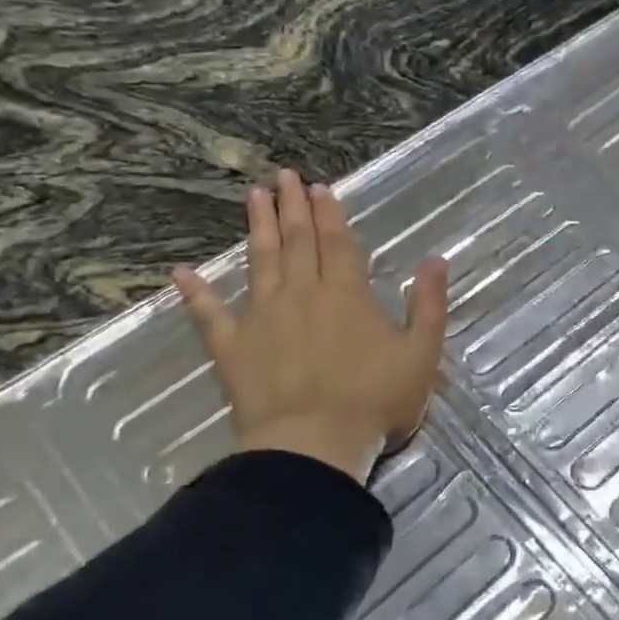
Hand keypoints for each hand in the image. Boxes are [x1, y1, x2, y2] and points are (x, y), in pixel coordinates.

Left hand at [174, 169, 447, 482]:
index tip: (319, 187)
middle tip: (284, 177)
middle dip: (292, 208)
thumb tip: (436, 260)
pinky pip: (209, 314)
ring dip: (258, 229)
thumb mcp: (422, 354)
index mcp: (347, 296)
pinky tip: (182, 273)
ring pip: (260, 263)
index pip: (338, 244)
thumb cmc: (376, 401)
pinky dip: (196, 293)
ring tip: (254, 198)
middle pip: (298, 243)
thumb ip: (429, 305)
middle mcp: (302, 295)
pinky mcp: (232, 348)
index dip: (330, 215)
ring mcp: (262, 318)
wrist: (315, 443)